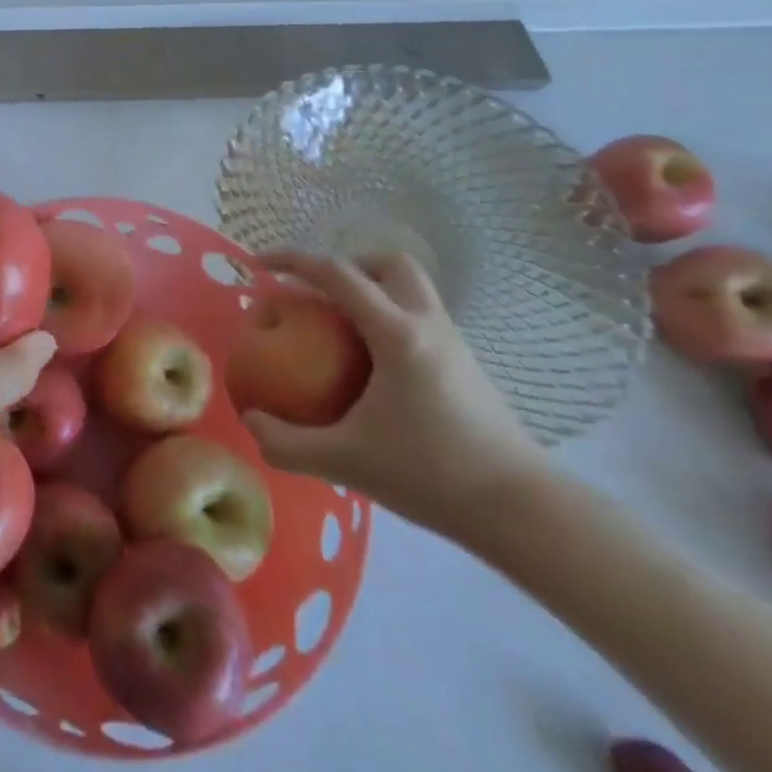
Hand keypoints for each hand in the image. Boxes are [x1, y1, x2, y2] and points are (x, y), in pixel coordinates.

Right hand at [240, 251, 550, 543]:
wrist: (522, 511)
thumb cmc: (432, 474)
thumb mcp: (346, 462)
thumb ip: (288, 444)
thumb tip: (250, 422)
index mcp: (396, 333)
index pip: (337, 274)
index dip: (292, 260)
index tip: (259, 266)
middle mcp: (427, 323)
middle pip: (388, 263)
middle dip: (348, 265)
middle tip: (318, 295)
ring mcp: (453, 342)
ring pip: (411, 288)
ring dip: (372, 290)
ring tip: (341, 329)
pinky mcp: (466, 365)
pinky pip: (420, 318)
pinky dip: (389, 320)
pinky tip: (374, 367)